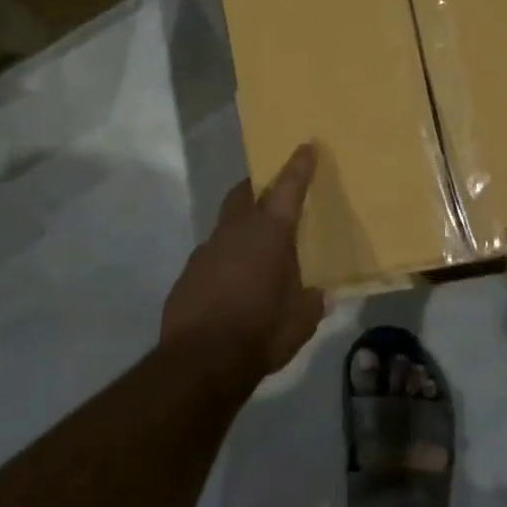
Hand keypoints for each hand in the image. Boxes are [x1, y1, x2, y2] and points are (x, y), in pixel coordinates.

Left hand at [161, 144, 327, 376]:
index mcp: (270, 233)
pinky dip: (225, 260)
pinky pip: (211, 256)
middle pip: (243, 193)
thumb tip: (319, 294)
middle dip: (257, 187)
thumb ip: (312, 301)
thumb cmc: (262, 332)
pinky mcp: (188, 273)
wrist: (201, 360)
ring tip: (255, 252)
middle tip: (271, 194)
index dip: (299, 166)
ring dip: (240, 229)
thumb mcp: (301, 320)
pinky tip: (232, 284)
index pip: (288, 188)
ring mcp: (206, 250)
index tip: (306, 146)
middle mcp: (235, 231)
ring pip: (225, 225)